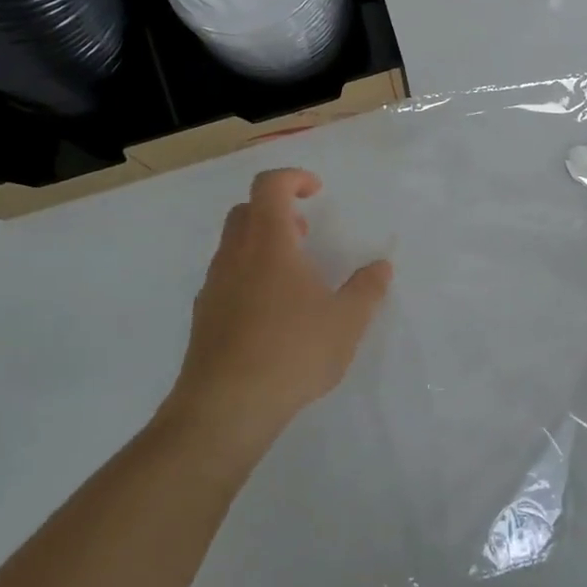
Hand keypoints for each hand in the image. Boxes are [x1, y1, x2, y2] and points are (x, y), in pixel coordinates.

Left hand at [164, 168, 392, 461]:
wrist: (225, 407)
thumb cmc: (292, 351)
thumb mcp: (346, 321)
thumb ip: (367, 289)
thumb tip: (382, 266)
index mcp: (269, 242)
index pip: (269, 185)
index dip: (293, 178)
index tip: (316, 192)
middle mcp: (235, 255)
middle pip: (247, 211)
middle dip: (277, 210)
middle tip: (305, 232)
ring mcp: (214, 286)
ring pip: (233, 245)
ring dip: (262, 244)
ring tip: (294, 276)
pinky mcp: (204, 316)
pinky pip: (227, 278)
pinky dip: (249, 275)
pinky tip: (271, 313)